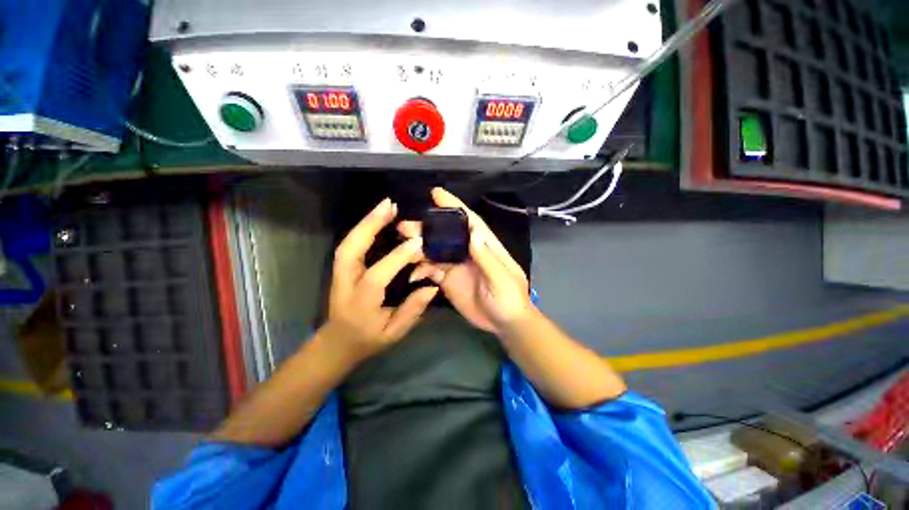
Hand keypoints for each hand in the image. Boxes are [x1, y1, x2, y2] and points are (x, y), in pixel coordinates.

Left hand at [324, 198, 438, 362]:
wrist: (336, 343)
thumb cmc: (367, 339)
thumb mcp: (394, 333)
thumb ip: (412, 310)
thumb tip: (432, 287)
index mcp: (360, 303)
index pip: (377, 275)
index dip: (397, 257)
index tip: (417, 242)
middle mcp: (345, 283)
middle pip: (351, 249)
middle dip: (370, 225)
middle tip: (390, 206)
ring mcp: (339, 274)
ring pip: (348, 242)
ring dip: (366, 222)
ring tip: (386, 206)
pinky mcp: (341, 269)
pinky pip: (351, 244)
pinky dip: (363, 229)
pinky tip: (377, 219)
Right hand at [399, 188, 533, 334]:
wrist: (504, 324)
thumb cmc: (510, 298)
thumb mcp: (502, 278)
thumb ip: (486, 257)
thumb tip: (473, 230)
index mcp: (484, 246)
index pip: (469, 221)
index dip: (454, 206)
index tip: (436, 193)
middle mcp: (468, 252)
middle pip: (446, 235)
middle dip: (427, 228)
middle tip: (405, 226)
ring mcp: (457, 266)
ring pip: (435, 251)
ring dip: (419, 248)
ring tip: (402, 248)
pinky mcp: (449, 281)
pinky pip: (432, 271)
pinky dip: (421, 270)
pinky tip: (413, 274)